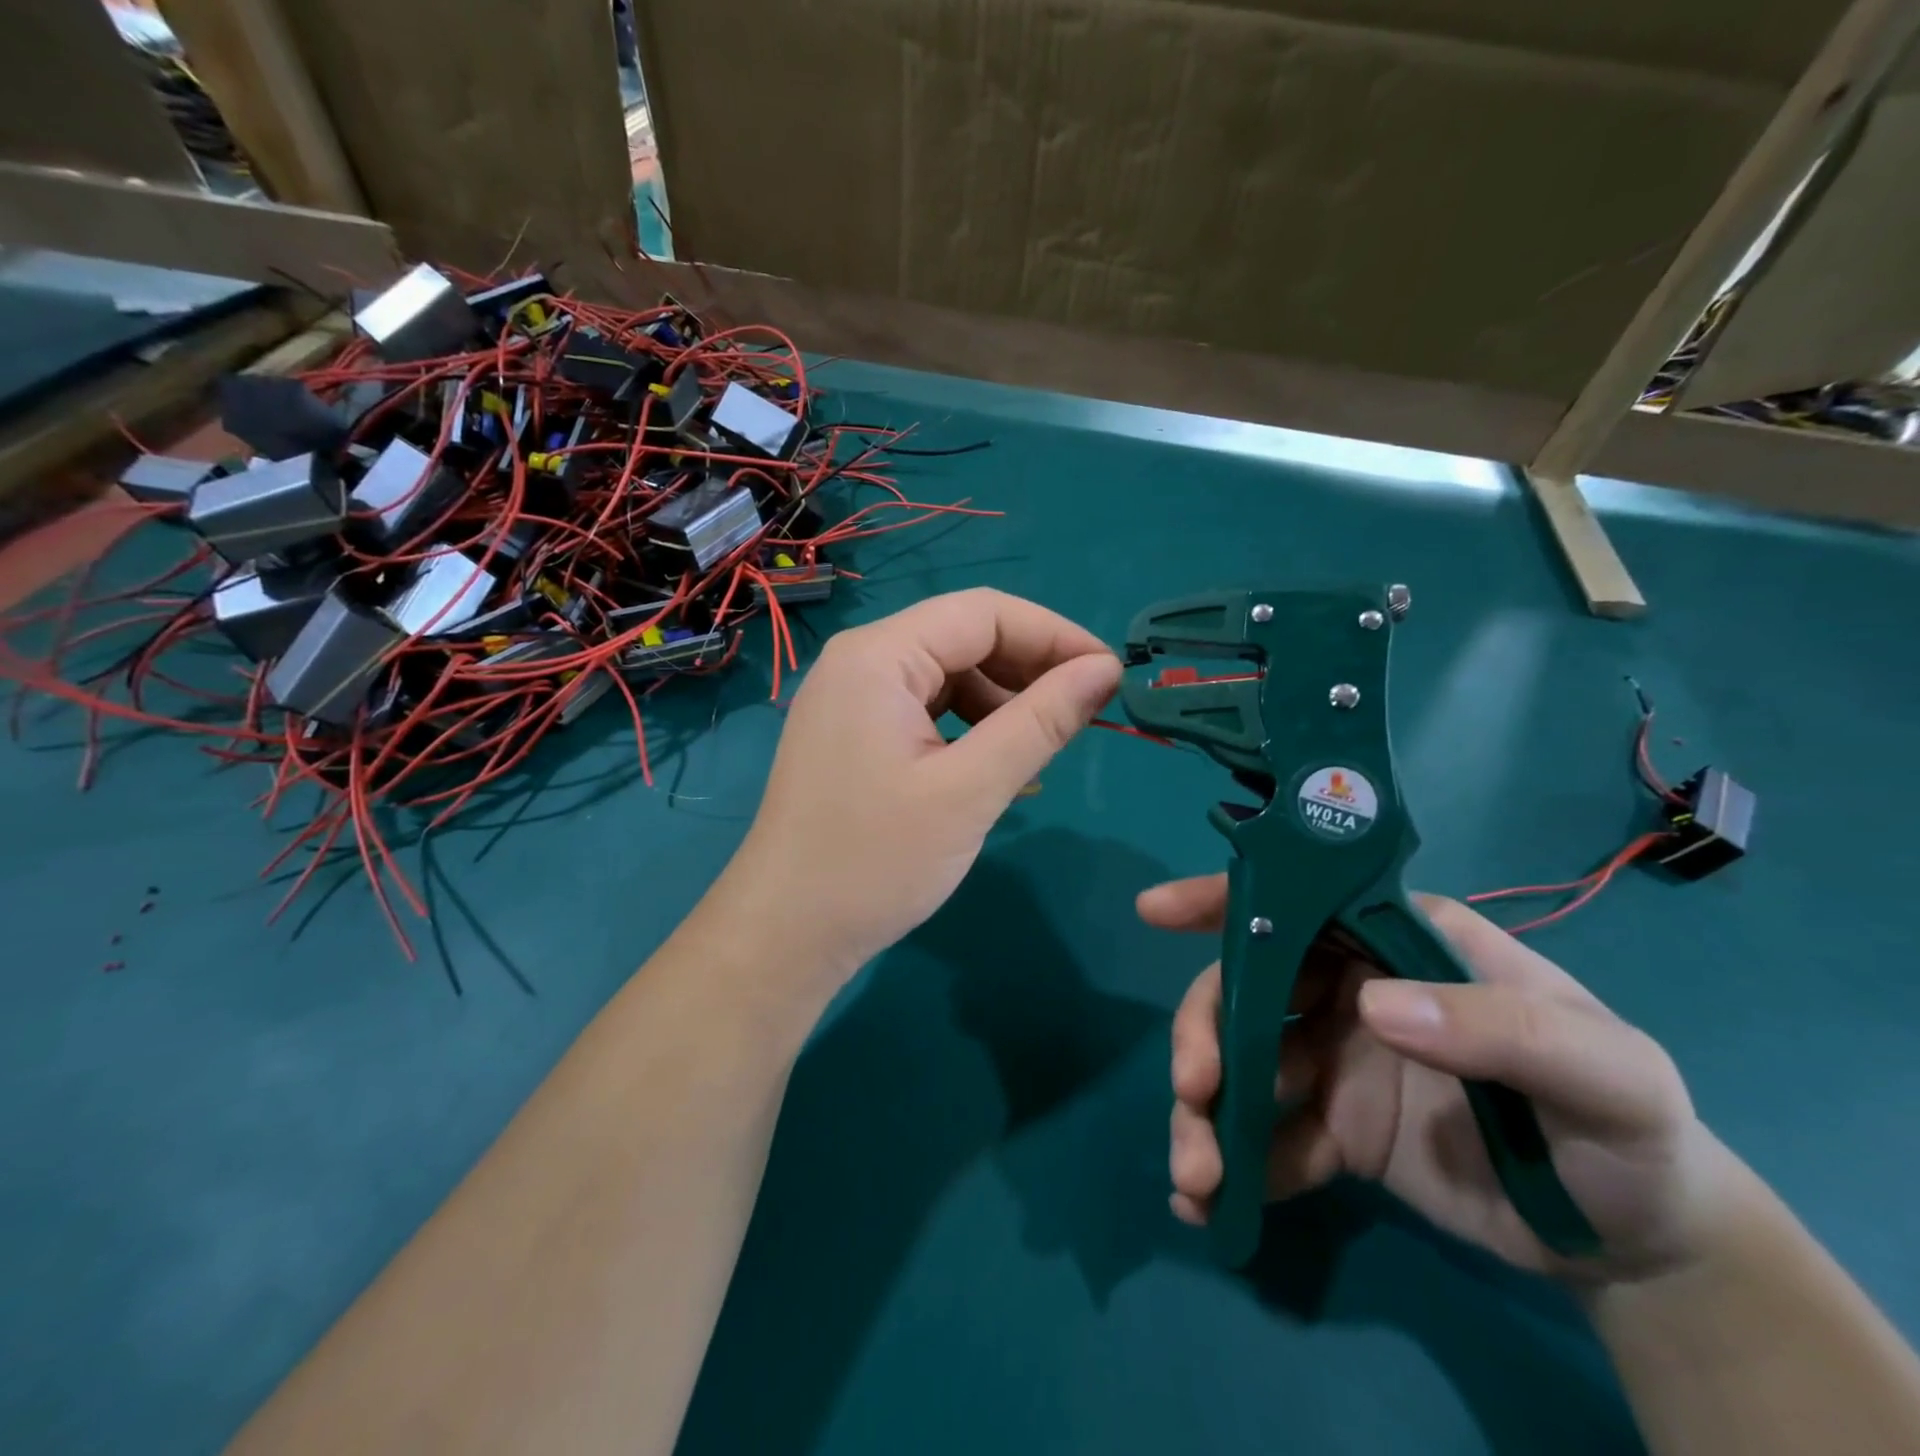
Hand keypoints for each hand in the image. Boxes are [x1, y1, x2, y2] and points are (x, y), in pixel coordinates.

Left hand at [717, 589, 1120, 1002]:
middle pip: (963, 639)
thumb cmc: (875, 861)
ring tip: (1043, 746)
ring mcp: (852, 699)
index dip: (1054, 635)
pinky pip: (925, 710)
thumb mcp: (970, 790)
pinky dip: (969, 727)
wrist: (786, 934)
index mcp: (878, 656)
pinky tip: (998, 764)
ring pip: (947, 676)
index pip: (984, 613)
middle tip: (1084, 713)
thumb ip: (1040, 722)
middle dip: (1029, 669)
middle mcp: (860, 662)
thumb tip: (1105, 671)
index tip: (1108, 675)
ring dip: (1002, 701)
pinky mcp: (854, 735)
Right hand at [1143, 878, 1746, 1284]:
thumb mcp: (1605, 1071)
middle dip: (1205, 1034)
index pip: (1300, 903)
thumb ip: (1502, 1028)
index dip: (1223, 900)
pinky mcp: (1331, 1129)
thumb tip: (1373, 1008)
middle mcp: (1352, 990)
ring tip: (1196, 1174)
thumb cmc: (1625, 1128)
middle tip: (1193, 1091)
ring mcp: (1334, 1060)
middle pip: (1246, 990)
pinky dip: (1231, 1164)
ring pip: (1240, 1064)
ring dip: (1205, 1112)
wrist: (1638, 1246)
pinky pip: (1264, 1136)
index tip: (1156, 911)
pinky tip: (1209, 1203)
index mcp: (1399, 946)